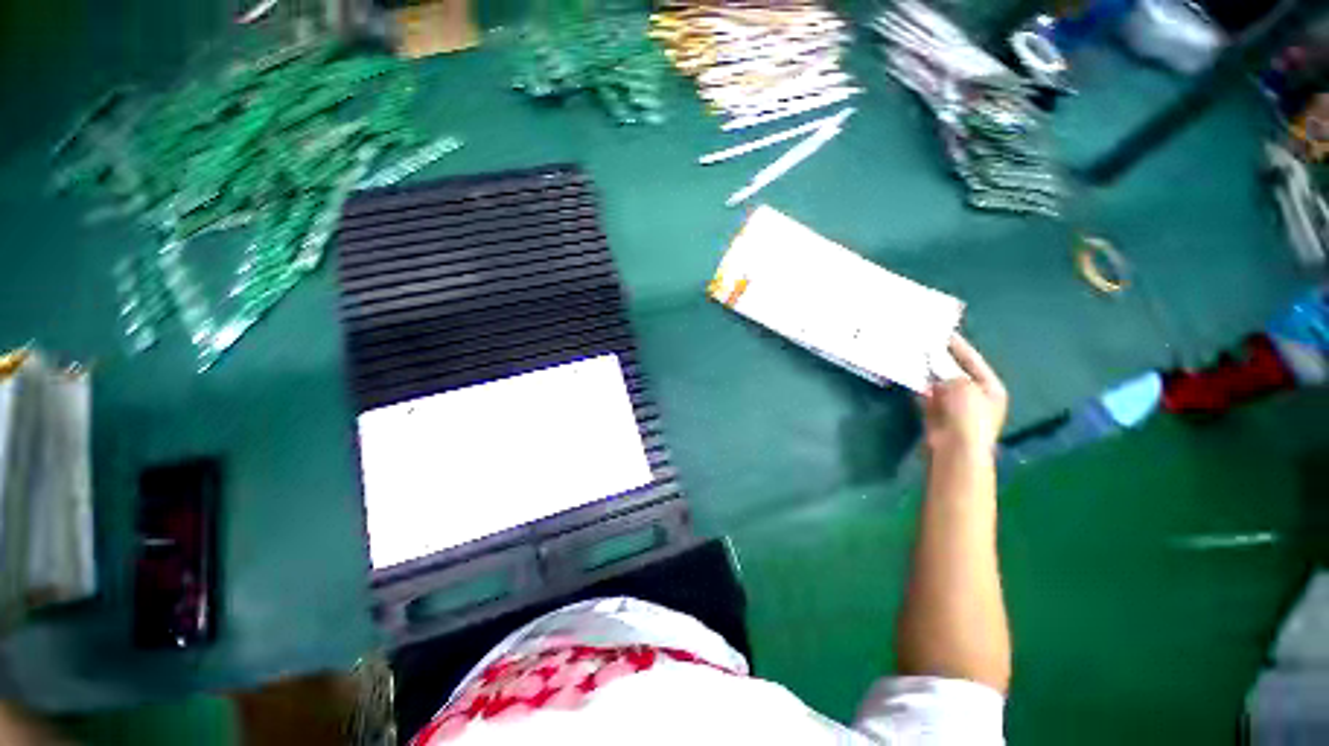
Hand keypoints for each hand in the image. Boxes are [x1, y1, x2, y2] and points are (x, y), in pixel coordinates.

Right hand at [920, 335, 1007, 455]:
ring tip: (912, 355)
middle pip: (955, 371)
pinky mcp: (936, 414)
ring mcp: (955, 406)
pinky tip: (908, 375)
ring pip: (938, 383)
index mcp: (990, 387)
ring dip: (927, 372)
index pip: (973, 360)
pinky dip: (918, 386)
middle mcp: (974, 395)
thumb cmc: (968, 415)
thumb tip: (935, 363)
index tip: (942, 331)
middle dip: (939, 359)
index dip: (958, 345)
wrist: (955, 449)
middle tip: (922, 343)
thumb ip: (949, 372)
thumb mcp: (963, 386)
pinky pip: (926, 395)